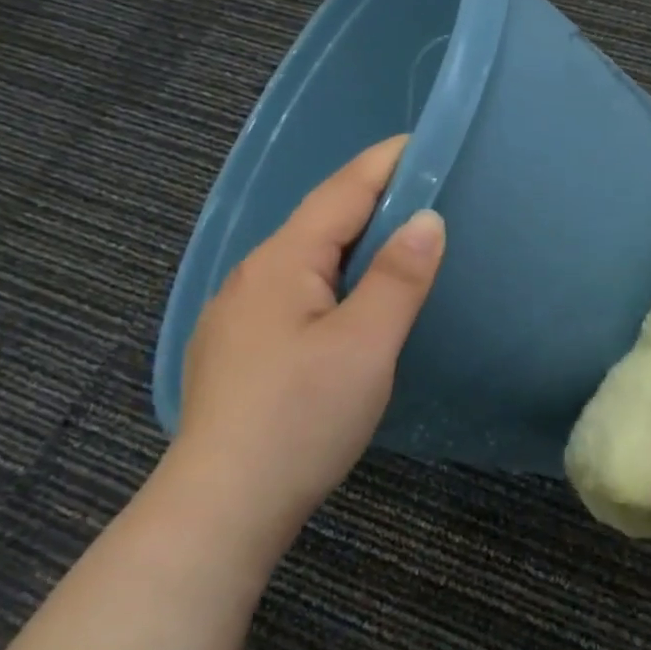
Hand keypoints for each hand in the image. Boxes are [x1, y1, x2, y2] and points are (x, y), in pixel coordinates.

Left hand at [169, 136, 445, 550]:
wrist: (222, 508)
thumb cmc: (301, 418)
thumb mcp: (365, 345)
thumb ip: (398, 277)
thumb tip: (427, 218)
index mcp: (282, 262)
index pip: (341, 191)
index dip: (384, 163)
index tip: (423, 141)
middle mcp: (252, 275)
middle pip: (319, 219)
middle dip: (371, 196)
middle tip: (424, 188)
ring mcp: (238, 312)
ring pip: (305, 256)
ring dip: (351, 238)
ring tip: (394, 237)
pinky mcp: (238, 347)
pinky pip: (293, 288)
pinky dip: (331, 274)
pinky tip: (346, 297)